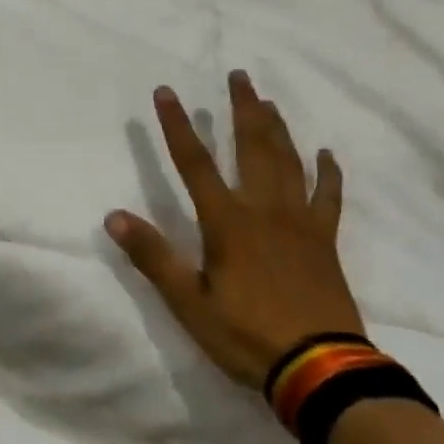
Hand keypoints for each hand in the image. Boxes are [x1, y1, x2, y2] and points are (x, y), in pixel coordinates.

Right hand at [105, 71, 362, 389]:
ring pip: (288, 162)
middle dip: (242, 109)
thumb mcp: (189, 303)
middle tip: (239, 75)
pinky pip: (328, 197)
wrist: (319, 368)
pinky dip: (328, 173)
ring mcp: (299, 222)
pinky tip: (325, 154)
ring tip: (268, 101)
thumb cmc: (246, 335)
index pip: (195, 163)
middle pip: (252, 147)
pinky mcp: (325, 240)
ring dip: (277, 128)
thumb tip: (115, 216)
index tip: (166, 91)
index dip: (177, 125)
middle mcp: (264, 209)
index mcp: (227, 222)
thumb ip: (153, 256)